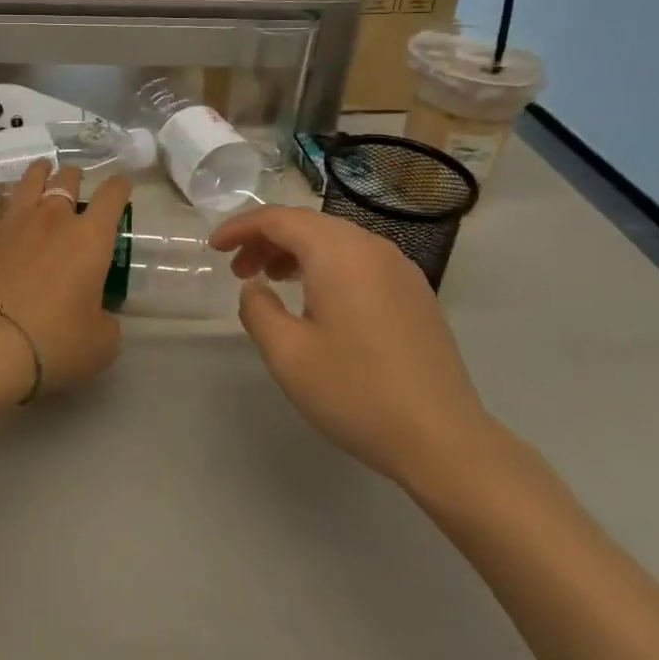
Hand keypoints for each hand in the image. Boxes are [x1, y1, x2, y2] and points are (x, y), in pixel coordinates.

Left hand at [0, 161, 130, 395]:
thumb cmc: (57, 341)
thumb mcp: (102, 342)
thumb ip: (107, 320)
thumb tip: (100, 314)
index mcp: (91, 238)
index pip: (112, 195)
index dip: (120, 185)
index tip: (121, 185)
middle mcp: (55, 217)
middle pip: (68, 178)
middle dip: (75, 177)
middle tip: (75, 183)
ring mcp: (16, 220)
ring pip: (29, 179)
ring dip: (40, 172)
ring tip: (42, 171)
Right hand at [209, 207, 494, 488]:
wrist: (444, 440)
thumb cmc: (356, 391)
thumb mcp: (287, 354)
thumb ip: (257, 310)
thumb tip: (256, 289)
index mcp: (337, 252)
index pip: (278, 219)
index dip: (241, 228)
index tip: (214, 248)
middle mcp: (371, 247)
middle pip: (308, 225)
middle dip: (266, 240)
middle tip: (239, 271)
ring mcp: (400, 268)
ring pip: (335, 241)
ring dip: (296, 253)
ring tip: (272, 282)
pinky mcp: (415, 293)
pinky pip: (359, 261)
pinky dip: (327, 267)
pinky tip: (317, 301)